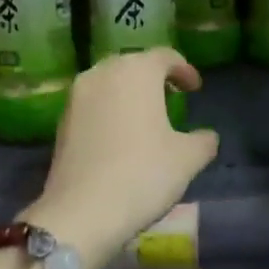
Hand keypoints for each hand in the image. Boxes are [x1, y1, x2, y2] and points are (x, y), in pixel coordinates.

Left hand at [30, 49, 218, 268]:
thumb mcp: (187, 159)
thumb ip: (203, 141)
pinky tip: (119, 135)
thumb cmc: (143, 173)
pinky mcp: (61, 120)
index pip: (165, 56)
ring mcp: (77, 96)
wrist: (82, 212)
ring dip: (128, 92)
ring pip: (109, 82)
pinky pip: (92, 103)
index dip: (184, 70)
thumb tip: (207, 137)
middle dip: (153, 77)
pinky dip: (108, 110)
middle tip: (170, 97)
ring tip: (144, 116)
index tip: (195, 88)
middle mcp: (104, 72)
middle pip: (133, 64)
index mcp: (137, 71)